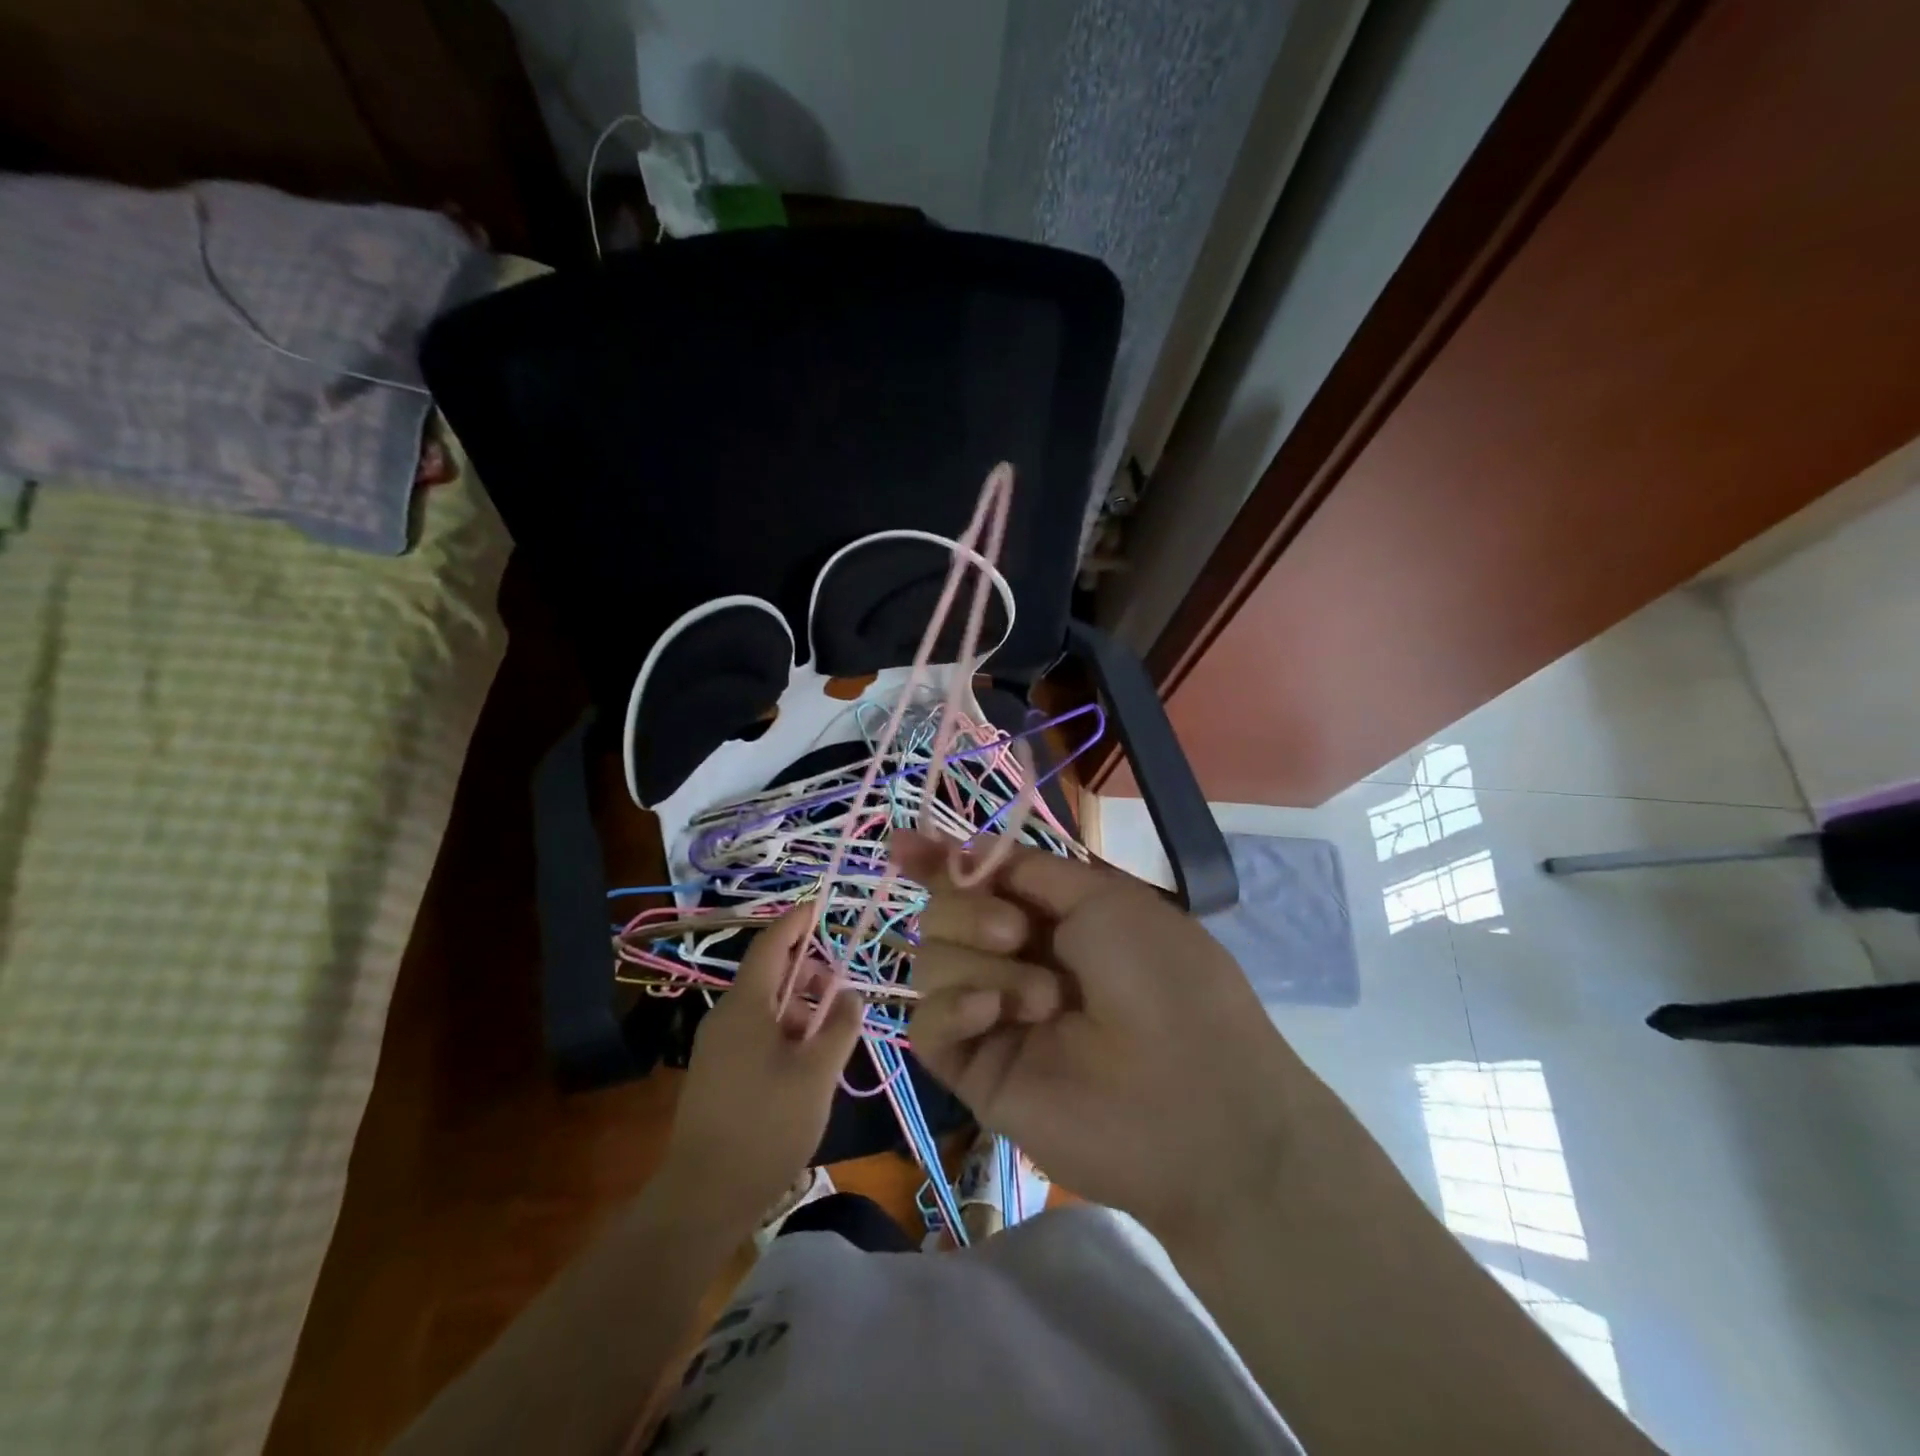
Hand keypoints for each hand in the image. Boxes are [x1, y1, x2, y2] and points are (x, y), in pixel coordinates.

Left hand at [659, 909, 864, 1230]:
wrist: (703, 1198)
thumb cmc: (766, 1126)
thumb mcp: (817, 1073)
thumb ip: (839, 1026)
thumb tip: (849, 994)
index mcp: (745, 1006)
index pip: (771, 945)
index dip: (797, 922)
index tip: (821, 906)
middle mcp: (725, 1016)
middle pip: (769, 975)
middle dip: (807, 973)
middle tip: (840, 993)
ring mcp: (717, 1046)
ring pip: (764, 1007)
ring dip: (799, 1007)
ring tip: (829, 1035)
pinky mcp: (717, 1072)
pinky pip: (754, 1032)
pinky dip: (784, 1031)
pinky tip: (806, 1062)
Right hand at [897, 830, 1308, 1239]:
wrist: (1196, 1097)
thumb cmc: (1163, 979)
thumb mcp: (1104, 898)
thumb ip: (1027, 869)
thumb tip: (965, 847)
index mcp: (1049, 918)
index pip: (975, 881)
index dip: (937, 860)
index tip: (902, 845)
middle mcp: (1014, 960)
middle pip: (942, 915)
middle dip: (969, 911)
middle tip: (1015, 932)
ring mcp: (994, 1017)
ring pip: (931, 962)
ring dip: (979, 963)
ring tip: (1043, 998)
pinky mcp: (977, 1073)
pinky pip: (928, 1026)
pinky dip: (954, 1008)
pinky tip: (994, 1013)